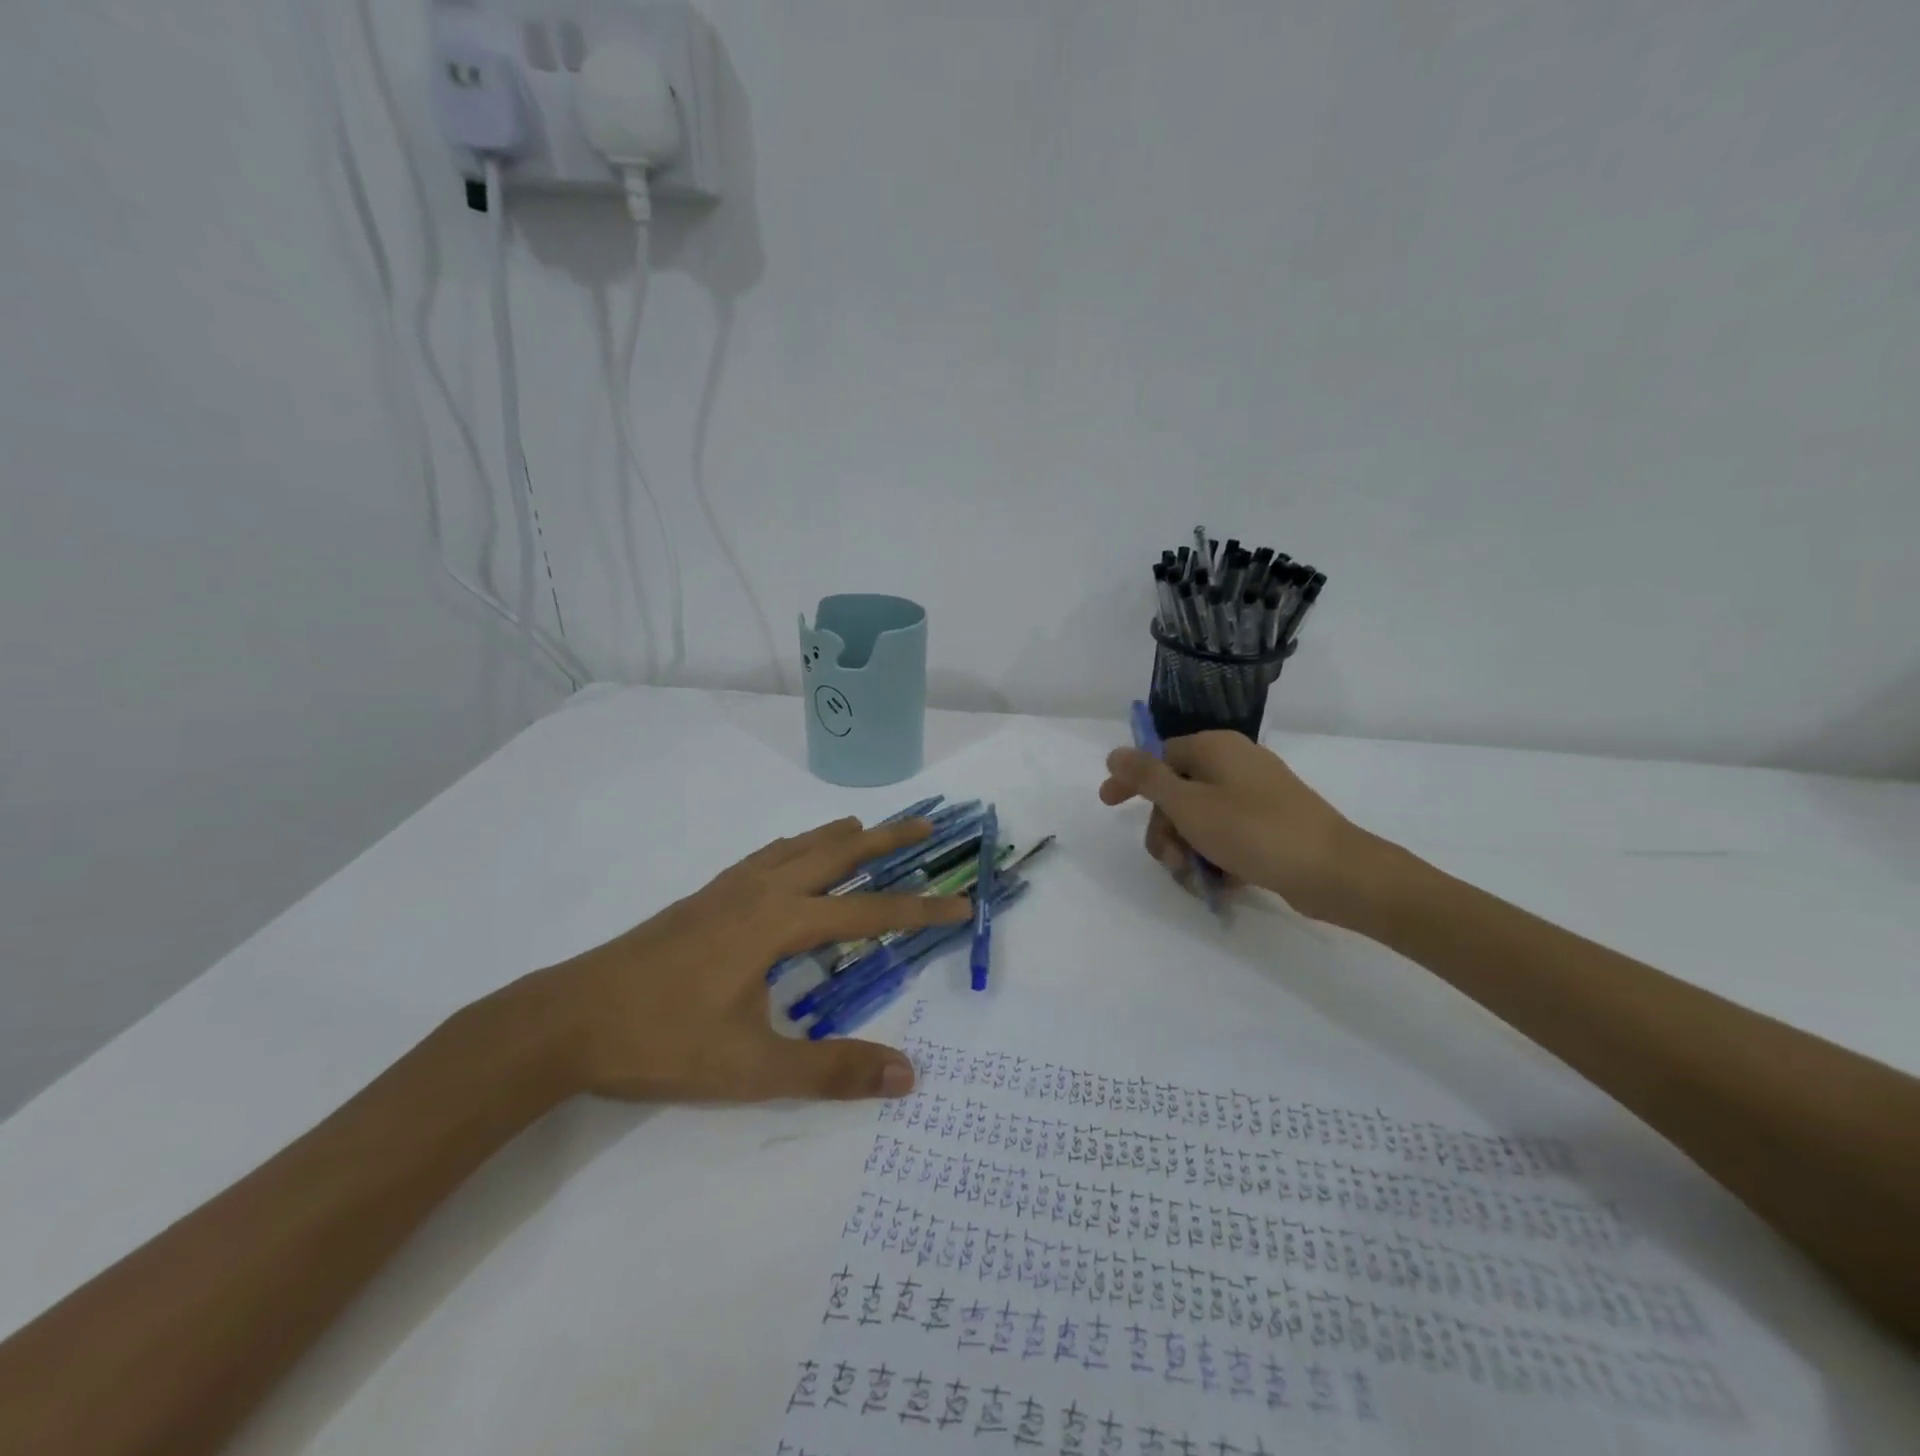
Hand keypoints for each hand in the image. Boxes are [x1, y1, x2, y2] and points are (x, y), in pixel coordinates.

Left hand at [542, 816, 970, 1102]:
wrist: (567, 1019)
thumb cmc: (662, 1040)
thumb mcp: (752, 1068)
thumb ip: (831, 1070)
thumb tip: (907, 1073)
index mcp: (779, 923)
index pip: (869, 913)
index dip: (921, 909)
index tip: (963, 904)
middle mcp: (760, 891)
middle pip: (837, 853)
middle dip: (886, 839)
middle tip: (925, 824)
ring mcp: (728, 888)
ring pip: (798, 846)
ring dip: (840, 836)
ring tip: (868, 828)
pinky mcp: (704, 896)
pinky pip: (766, 855)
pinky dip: (797, 845)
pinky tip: (792, 855)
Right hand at [1098, 732, 1371, 922]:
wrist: (1333, 870)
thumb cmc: (1253, 831)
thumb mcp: (1188, 805)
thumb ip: (1147, 778)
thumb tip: (1115, 752)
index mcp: (1215, 748)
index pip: (1158, 757)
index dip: (1131, 782)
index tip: (1108, 805)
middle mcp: (1234, 764)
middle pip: (1177, 794)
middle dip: (1166, 831)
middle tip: (1171, 860)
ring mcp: (1256, 795)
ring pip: (1200, 820)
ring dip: (1188, 850)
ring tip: (1198, 879)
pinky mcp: (1271, 824)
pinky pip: (1227, 836)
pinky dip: (1216, 857)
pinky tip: (1222, 882)